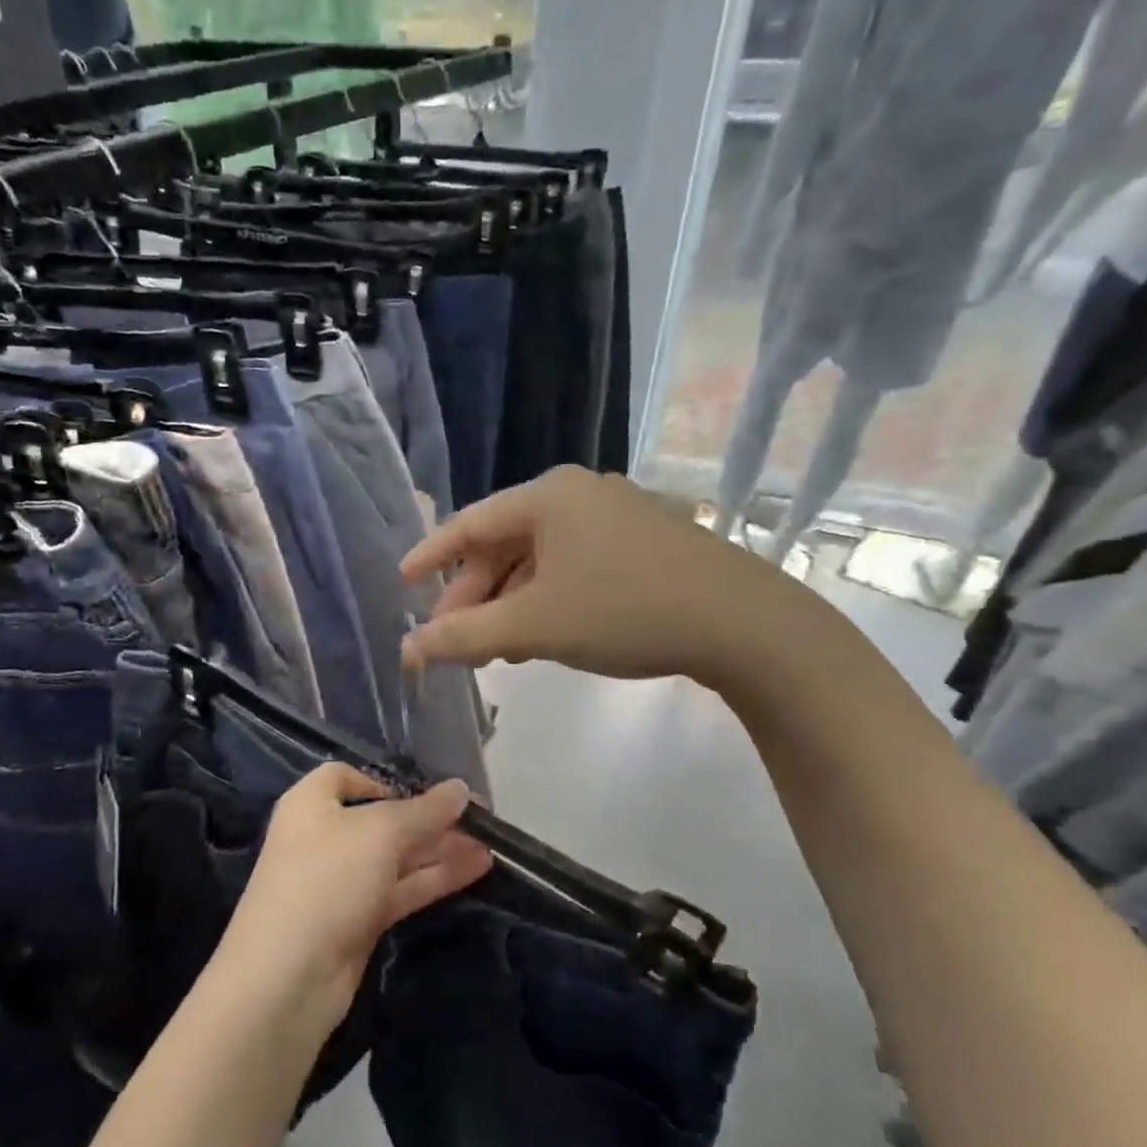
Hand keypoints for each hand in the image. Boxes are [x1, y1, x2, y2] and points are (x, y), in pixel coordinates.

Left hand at [213, 765, 491, 1030]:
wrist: (286, 980)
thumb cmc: (325, 881)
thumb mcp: (378, 834)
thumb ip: (424, 811)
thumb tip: (461, 789)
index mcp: (311, 804)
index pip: (345, 777)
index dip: (385, 780)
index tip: (426, 791)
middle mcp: (324, 837)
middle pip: (382, 818)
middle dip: (429, 818)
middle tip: (482, 820)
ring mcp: (341, 882)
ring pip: (397, 856)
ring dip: (441, 849)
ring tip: (492, 846)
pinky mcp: (358, 919)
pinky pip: (401, 889)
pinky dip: (435, 879)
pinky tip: (476, 869)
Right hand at [400, 466, 793, 684]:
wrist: (743, 625)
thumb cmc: (624, 611)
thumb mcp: (534, 626)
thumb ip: (464, 637)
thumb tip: (407, 651)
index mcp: (548, 495)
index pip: (469, 523)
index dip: (430, 556)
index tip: (403, 584)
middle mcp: (579, 494)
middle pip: (505, 543)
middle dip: (475, 594)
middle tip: (454, 641)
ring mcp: (616, 516)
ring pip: (540, 559)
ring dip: (510, 603)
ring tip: (494, 649)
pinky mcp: (643, 543)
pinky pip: (573, 566)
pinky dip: (547, 599)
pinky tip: (542, 636)